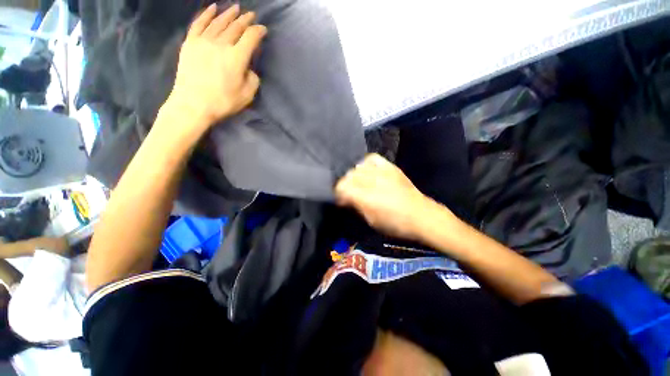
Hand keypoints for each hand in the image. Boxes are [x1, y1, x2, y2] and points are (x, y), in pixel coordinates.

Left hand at [165, 4, 266, 133]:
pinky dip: (207, 14)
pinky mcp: (190, 43)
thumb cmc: (223, 102)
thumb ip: (253, 79)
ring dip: (229, 14)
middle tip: (251, 15)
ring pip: (219, 22)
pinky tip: (213, 8)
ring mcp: (204, 41)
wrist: (193, 104)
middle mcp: (221, 44)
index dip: (258, 31)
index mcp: (237, 57)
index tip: (263, 29)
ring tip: (235, 8)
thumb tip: (249, 68)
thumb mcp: (247, 95)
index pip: (250, 37)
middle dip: (245, 20)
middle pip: (235, 27)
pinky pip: (199, 23)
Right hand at [335, 154, 444, 239]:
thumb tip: (345, 199)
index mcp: (365, 197)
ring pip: (357, 167)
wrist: (421, 215)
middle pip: (348, 176)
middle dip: (345, 186)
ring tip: (359, 184)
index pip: (341, 187)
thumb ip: (355, 206)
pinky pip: (372, 158)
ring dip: (354, 176)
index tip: (341, 201)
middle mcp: (371, 180)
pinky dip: (366, 164)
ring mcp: (381, 171)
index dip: (338, 194)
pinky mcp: (390, 167)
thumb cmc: (395, 224)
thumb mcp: (370, 221)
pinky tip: (368, 171)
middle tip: (350, 194)